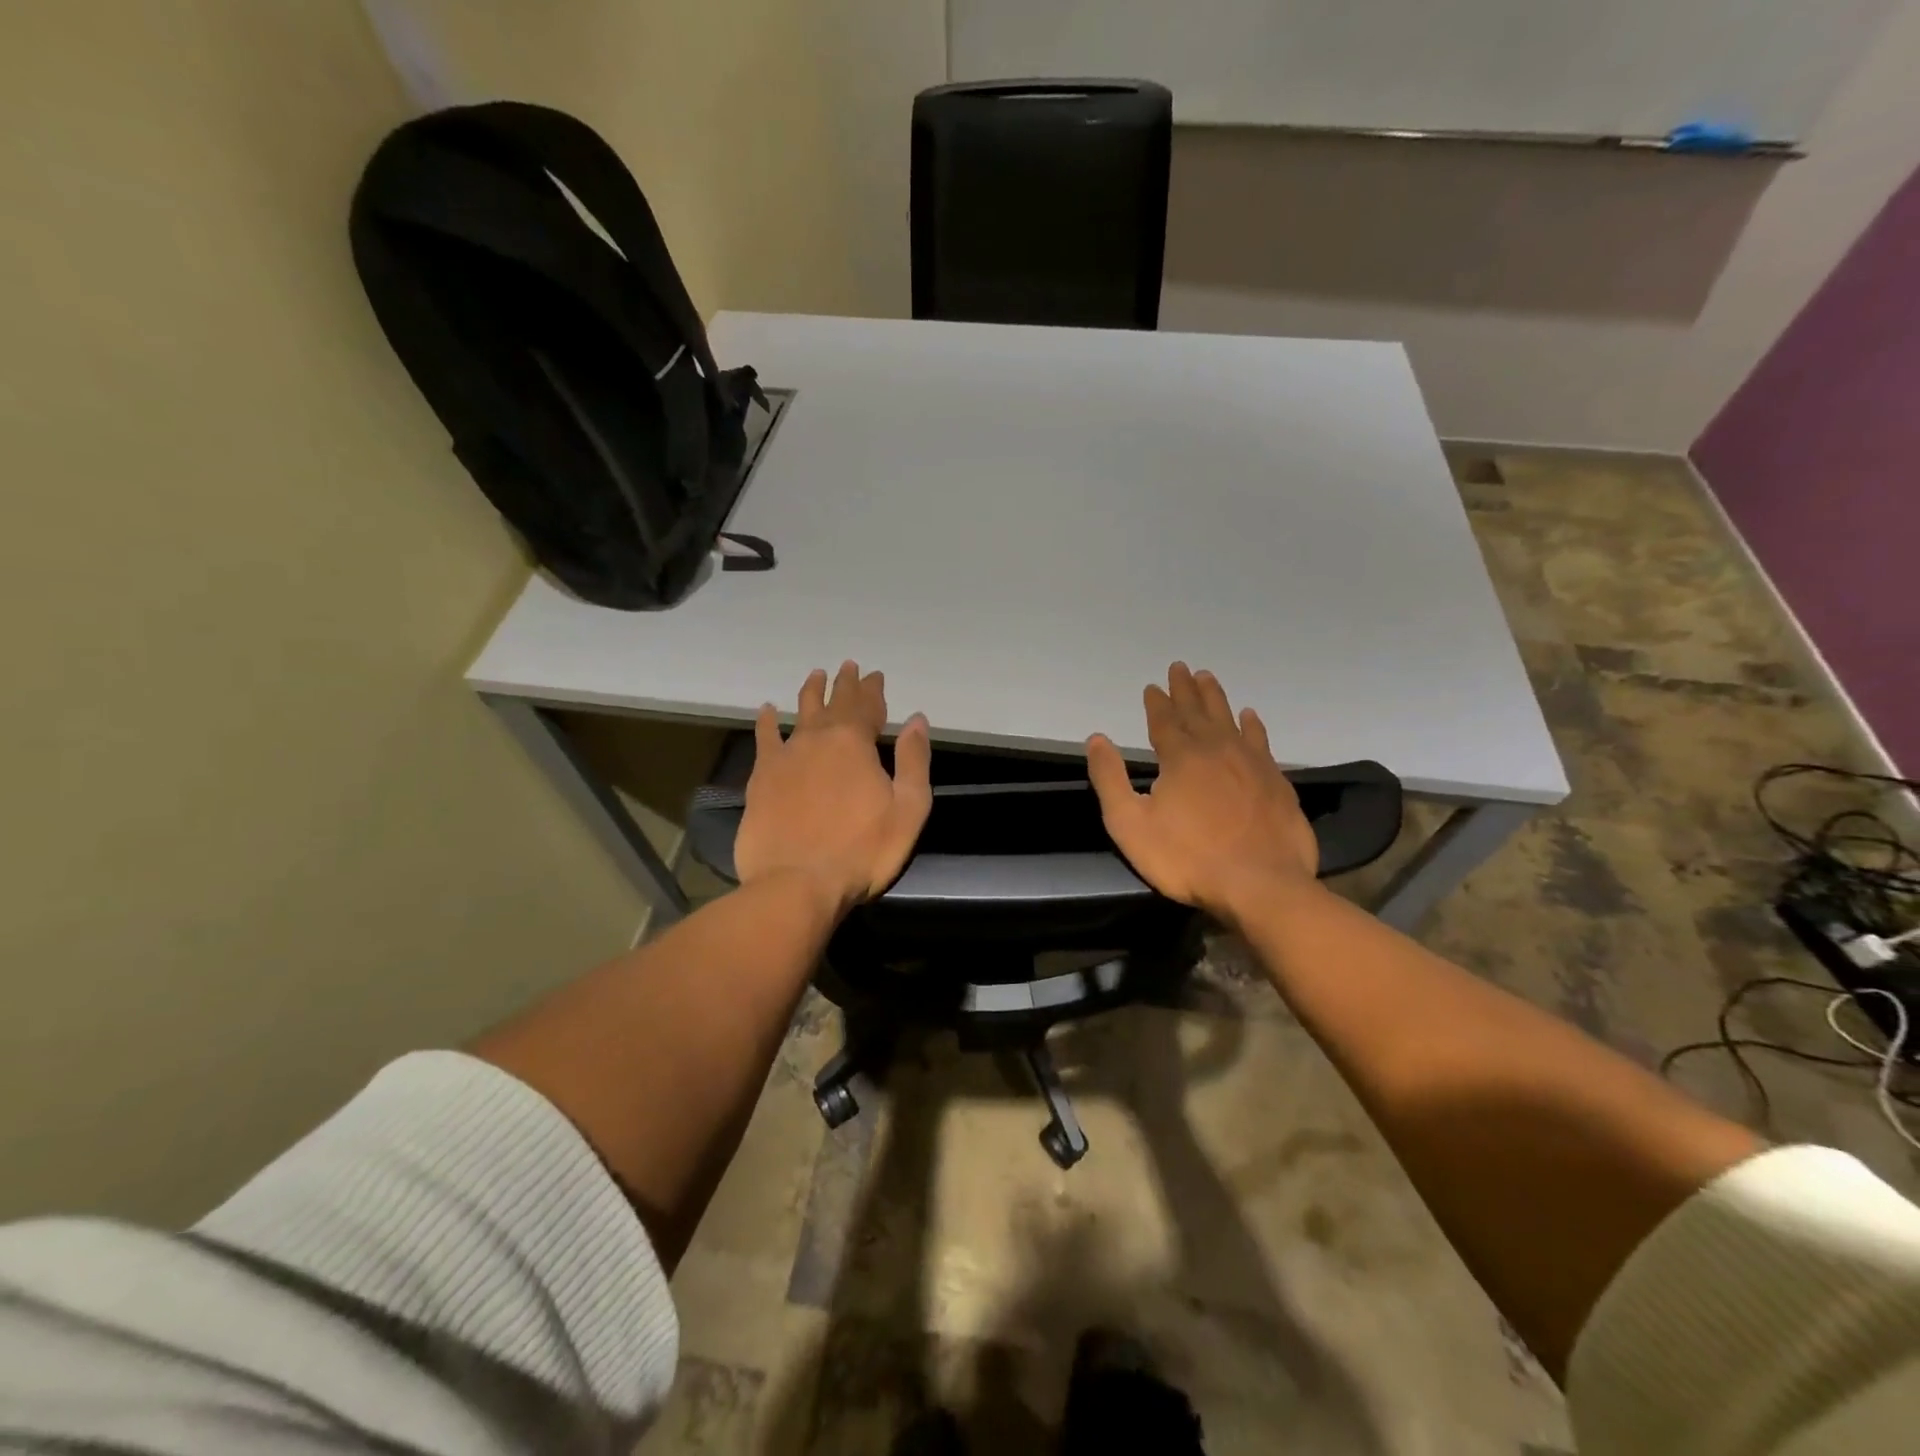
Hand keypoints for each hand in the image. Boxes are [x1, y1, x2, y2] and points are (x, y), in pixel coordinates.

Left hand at [734, 661, 932, 914]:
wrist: (797, 883)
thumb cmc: (863, 850)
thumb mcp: (908, 808)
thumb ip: (914, 761)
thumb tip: (917, 720)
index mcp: (856, 744)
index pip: (867, 706)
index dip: (873, 690)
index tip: (876, 676)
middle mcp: (819, 739)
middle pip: (834, 703)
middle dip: (845, 684)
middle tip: (848, 666)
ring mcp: (786, 756)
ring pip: (800, 713)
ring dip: (810, 692)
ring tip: (815, 675)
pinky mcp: (761, 777)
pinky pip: (765, 738)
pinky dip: (767, 722)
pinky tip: (767, 710)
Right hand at [1086, 663, 1317, 923]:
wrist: (1260, 885)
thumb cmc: (1187, 858)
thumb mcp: (1130, 824)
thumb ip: (1110, 780)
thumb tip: (1097, 739)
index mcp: (1181, 758)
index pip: (1165, 721)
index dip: (1157, 702)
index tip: (1153, 686)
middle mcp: (1217, 750)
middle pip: (1198, 712)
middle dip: (1186, 690)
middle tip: (1181, 667)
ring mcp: (1251, 764)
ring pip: (1231, 720)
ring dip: (1217, 698)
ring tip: (1209, 678)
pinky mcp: (1276, 782)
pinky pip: (1261, 742)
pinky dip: (1253, 726)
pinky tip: (1251, 717)